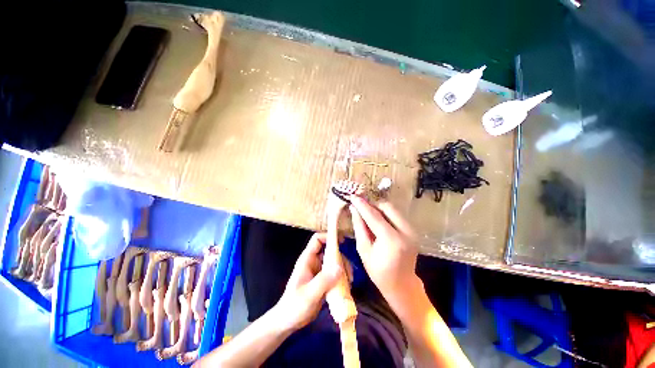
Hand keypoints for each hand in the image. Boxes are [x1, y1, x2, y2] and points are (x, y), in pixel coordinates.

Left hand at [272, 233, 340, 331]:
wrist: (288, 322)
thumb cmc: (294, 306)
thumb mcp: (309, 294)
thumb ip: (324, 280)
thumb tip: (340, 267)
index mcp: (307, 259)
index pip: (317, 240)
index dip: (329, 237)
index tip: (342, 242)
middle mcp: (314, 262)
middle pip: (329, 251)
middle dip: (341, 258)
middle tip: (349, 272)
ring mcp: (318, 271)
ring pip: (334, 262)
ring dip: (343, 269)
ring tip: (350, 282)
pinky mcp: (323, 281)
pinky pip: (335, 273)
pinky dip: (342, 277)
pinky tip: (347, 287)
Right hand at [349, 196, 418, 303]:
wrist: (402, 285)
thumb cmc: (379, 272)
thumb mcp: (364, 251)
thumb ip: (359, 227)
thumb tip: (354, 209)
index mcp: (391, 240)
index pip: (374, 216)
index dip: (362, 205)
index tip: (352, 196)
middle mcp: (405, 232)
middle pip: (387, 207)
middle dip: (372, 203)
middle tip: (360, 204)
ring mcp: (412, 230)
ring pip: (393, 209)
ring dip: (378, 207)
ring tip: (367, 211)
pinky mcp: (413, 230)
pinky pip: (397, 215)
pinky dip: (385, 213)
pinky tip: (376, 217)